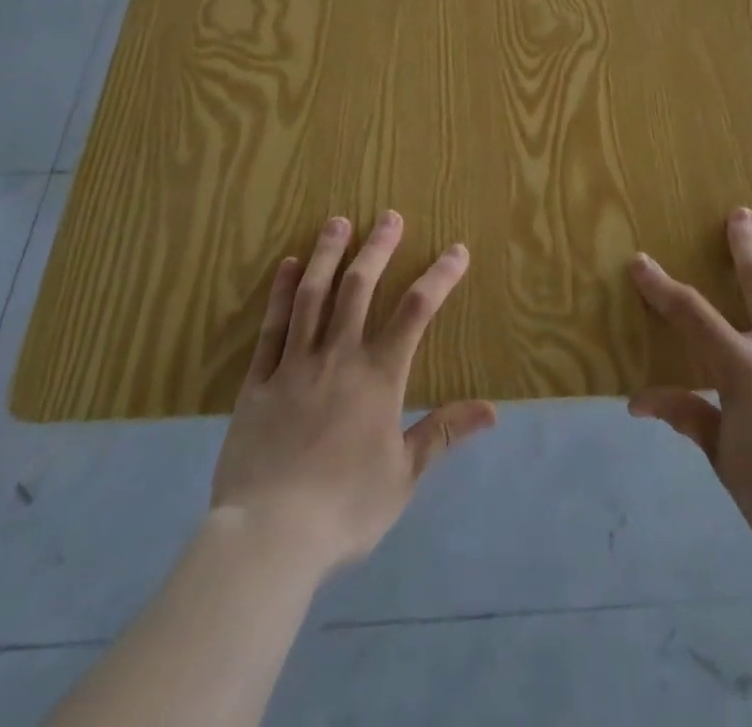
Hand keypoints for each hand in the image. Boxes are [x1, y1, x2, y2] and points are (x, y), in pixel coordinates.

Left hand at [209, 212, 496, 574]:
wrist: (270, 536)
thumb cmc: (345, 508)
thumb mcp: (404, 475)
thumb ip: (443, 433)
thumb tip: (492, 410)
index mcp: (379, 377)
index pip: (416, 312)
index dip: (439, 277)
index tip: (457, 250)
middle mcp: (339, 357)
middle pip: (360, 288)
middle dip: (378, 248)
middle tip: (388, 216)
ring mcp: (295, 365)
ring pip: (313, 296)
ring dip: (327, 255)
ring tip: (337, 222)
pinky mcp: (259, 381)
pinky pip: (271, 327)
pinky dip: (280, 292)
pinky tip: (287, 266)